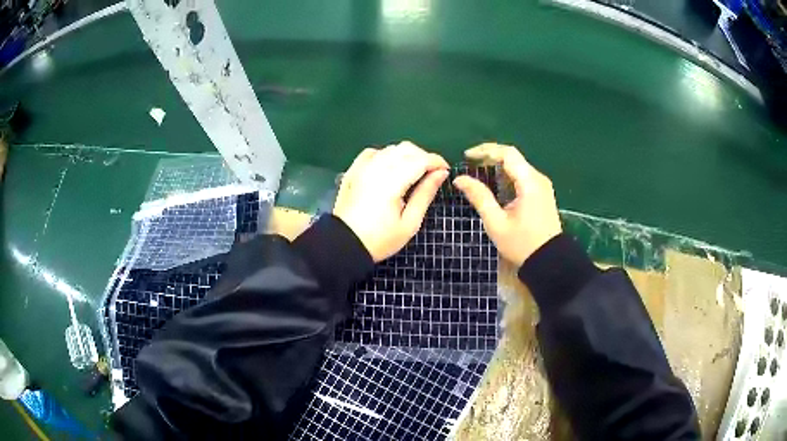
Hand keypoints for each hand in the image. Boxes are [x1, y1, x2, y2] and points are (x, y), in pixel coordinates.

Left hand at [334, 141, 449, 261]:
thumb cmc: (380, 240)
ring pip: (390, 148)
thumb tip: (441, 173)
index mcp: (391, 182)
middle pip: (406, 149)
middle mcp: (376, 168)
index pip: (420, 160)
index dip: (436, 161)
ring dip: (406, 155)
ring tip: (413, 173)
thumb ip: (425, 194)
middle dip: (423, 157)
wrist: (344, 245)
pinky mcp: (353, 171)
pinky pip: (373, 152)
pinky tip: (390, 168)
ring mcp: (362, 168)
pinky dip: (385, 155)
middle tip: (431, 174)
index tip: (445, 170)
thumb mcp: (409, 223)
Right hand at [453, 143, 561, 265]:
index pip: (507, 154)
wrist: (549, 262)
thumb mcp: (496, 223)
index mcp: (529, 183)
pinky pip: (523, 177)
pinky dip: (507, 176)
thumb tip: (460, 179)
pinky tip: (495, 185)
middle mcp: (538, 179)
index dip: (485, 150)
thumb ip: (479, 197)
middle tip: (470, 164)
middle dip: (490, 157)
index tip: (467, 156)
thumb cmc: (522, 244)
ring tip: (479, 173)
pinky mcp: (542, 194)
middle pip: (513, 157)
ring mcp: (542, 186)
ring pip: (518, 166)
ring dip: (498, 166)